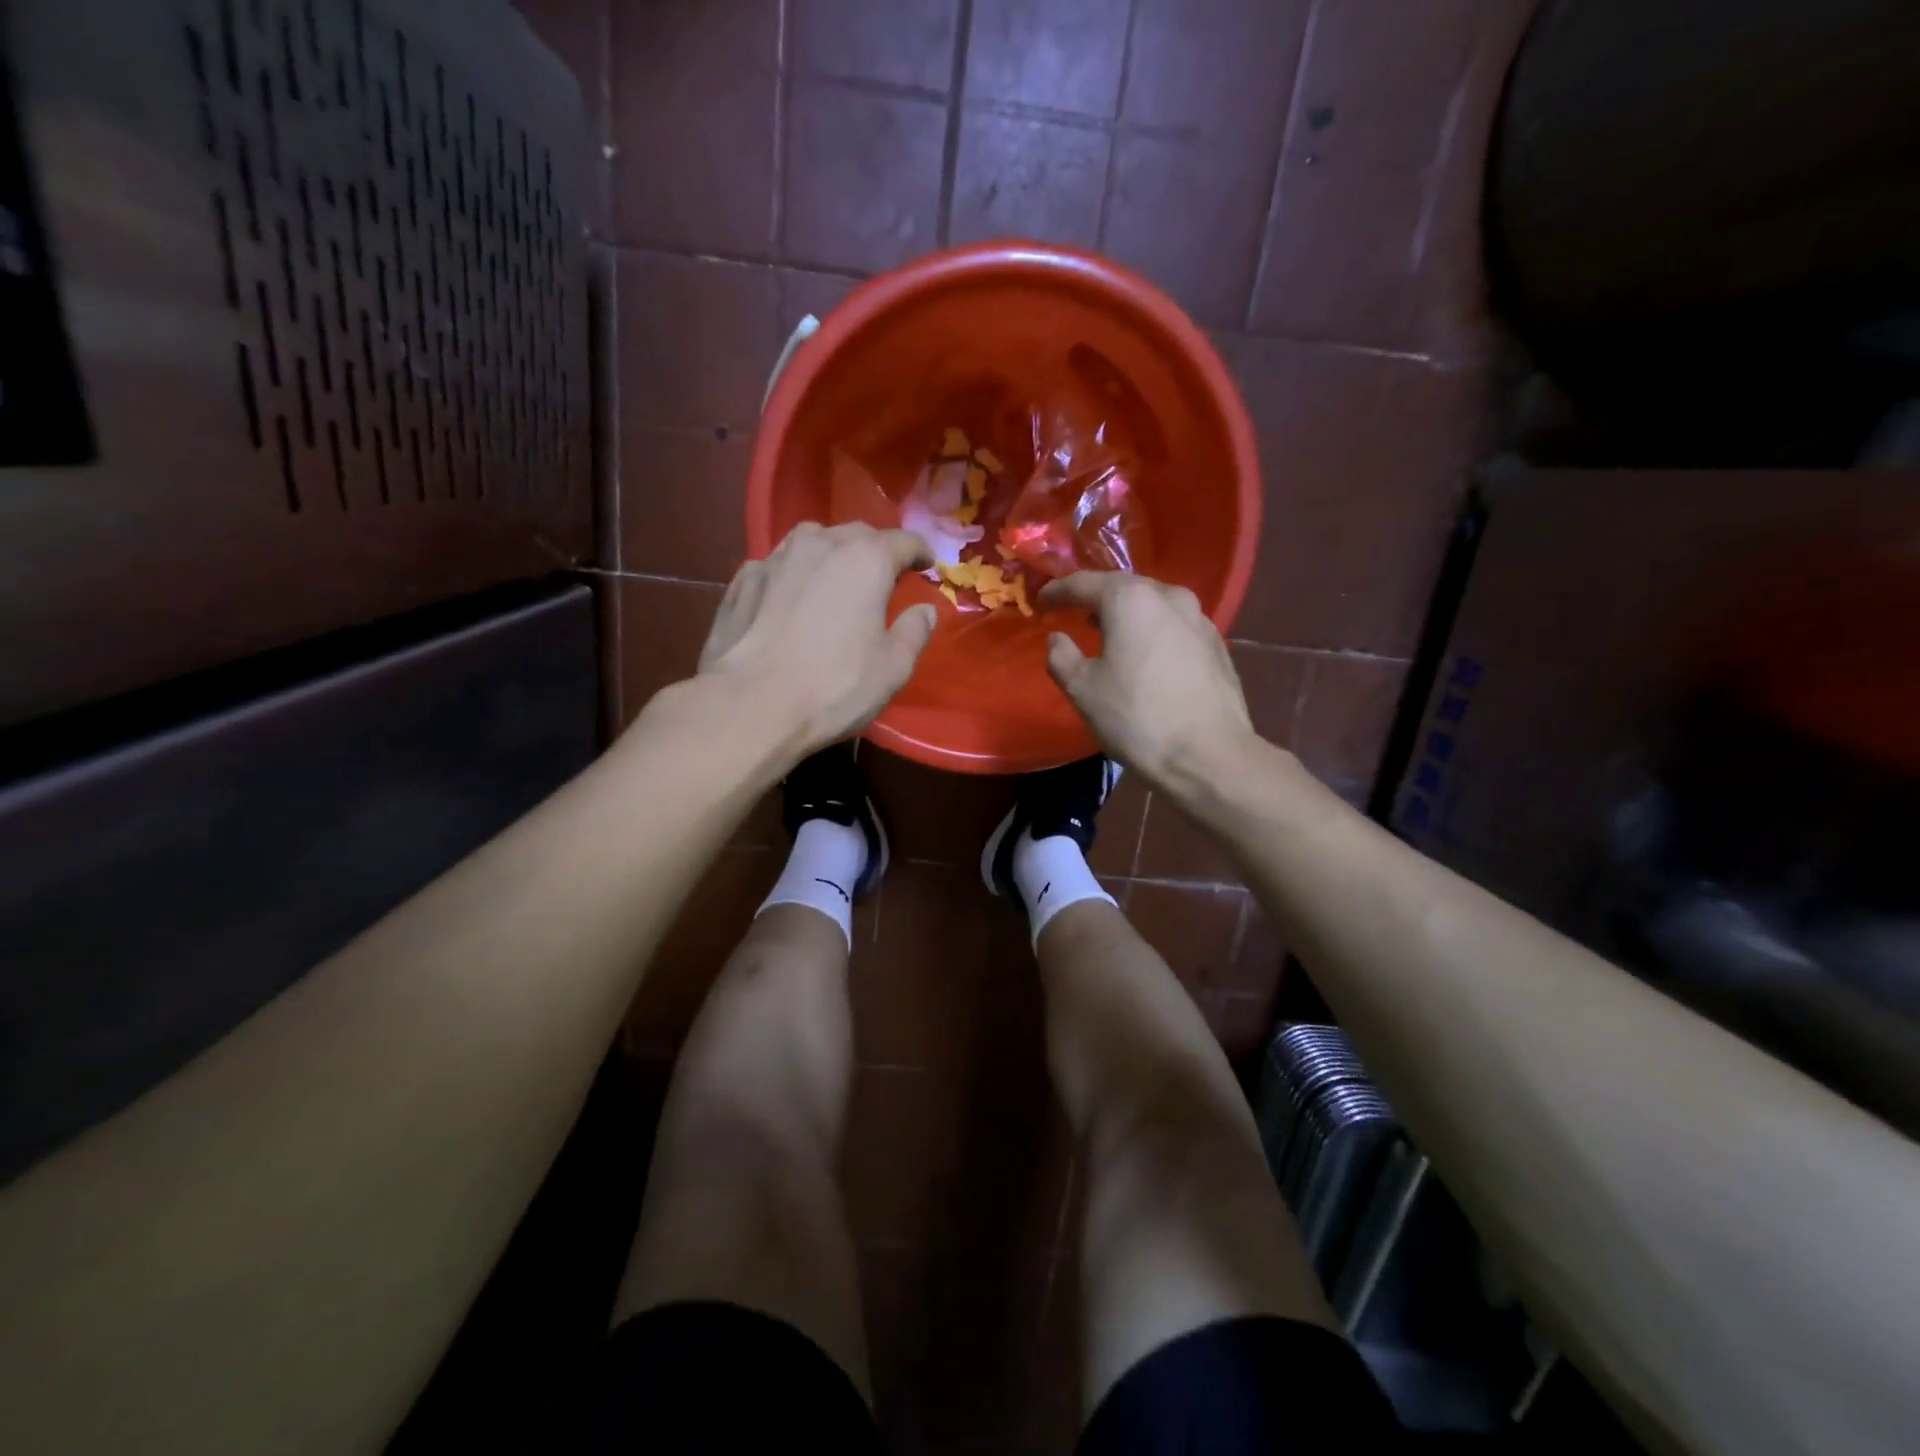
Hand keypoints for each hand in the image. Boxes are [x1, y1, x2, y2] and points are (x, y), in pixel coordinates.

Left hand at [698, 521, 936, 756]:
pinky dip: (792, 575)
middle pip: (856, 534)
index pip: (902, 541)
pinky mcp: (742, 581)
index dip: (919, 552)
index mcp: (865, 559)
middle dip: (875, 549)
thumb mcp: (893, 668)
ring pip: (811, 541)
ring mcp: (774, 558)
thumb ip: (914, 632)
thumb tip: (925, 610)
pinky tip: (790, 598)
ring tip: (835, 579)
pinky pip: (777, 565)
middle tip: (883, 575)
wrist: (750, 705)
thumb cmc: (834, 686)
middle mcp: (820, 544)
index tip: (927, 565)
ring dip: (831, 554)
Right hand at [1040, 571, 1257, 786]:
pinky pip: (1174, 627)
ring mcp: (1200, 619)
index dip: (1059, 590)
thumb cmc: (1137, 718)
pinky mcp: (1217, 645)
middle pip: (1124, 588)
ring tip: (1108, 632)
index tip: (1042, 600)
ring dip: (1128, 615)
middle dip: (1097, 598)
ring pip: (1154, 605)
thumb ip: (1061, 656)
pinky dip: (1153, 632)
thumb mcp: (1082, 689)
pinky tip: (1145, 654)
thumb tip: (1058, 638)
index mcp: (1131, 600)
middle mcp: (1169, 596)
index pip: (1085, 583)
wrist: (1209, 756)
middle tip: (1074, 611)